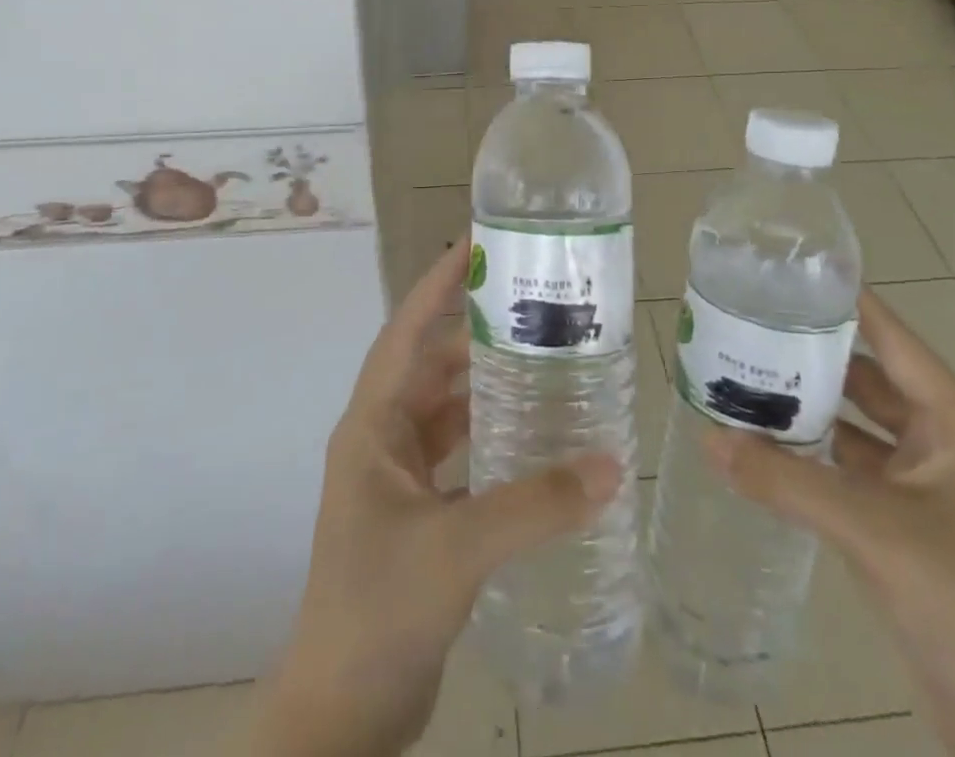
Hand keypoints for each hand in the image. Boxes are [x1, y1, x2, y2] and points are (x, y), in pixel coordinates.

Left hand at [248, 239, 619, 756]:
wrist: (343, 713)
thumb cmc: (379, 608)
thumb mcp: (458, 547)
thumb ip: (535, 504)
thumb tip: (611, 464)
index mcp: (373, 425)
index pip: (406, 332)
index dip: (437, 285)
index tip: (474, 243)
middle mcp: (384, 439)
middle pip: (432, 365)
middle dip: (476, 332)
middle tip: (532, 302)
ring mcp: (400, 478)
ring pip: (448, 409)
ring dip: (488, 385)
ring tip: (543, 357)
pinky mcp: (421, 513)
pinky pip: (462, 454)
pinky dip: (494, 437)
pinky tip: (536, 434)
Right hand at [707, 288, 954, 756]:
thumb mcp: (870, 529)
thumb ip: (785, 480)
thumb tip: (707, 435)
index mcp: (954, 426)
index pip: (894, 341)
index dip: (850, 304)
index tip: (794, 274)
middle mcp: (942, 444)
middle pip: (870, 380)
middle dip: (815, 356)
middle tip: (752, 326)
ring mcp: (926, 487)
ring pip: (858, 426)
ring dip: (811, 407)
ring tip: (747, 376)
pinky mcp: (906, 523)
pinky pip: (852, 468)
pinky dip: (814, 453)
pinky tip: (767, 443)